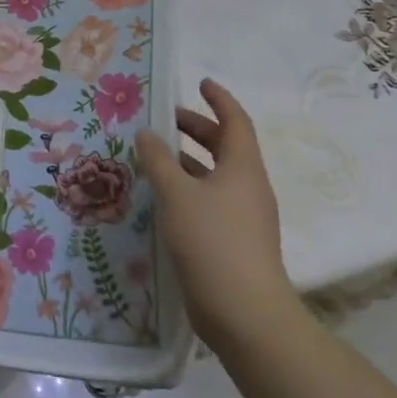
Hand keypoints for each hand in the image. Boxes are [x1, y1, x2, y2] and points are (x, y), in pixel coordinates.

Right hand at [138, 79, 293, 343]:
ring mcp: (245, 217)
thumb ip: (158, 159)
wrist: (244, 314)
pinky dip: (190, 188)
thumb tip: (147, 133)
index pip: (235, 121)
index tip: (200, 83)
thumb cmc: (212, 241)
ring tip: (157, 156)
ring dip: (190, 161)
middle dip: (198, 129)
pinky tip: (164, 197)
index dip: (219, 99)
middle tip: (167, 120)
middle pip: (226, 147)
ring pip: (217, 175)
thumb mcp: (176, 193)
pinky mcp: (235, 242)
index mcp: (243, 168)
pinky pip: (212, 200)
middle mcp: (248, 187)